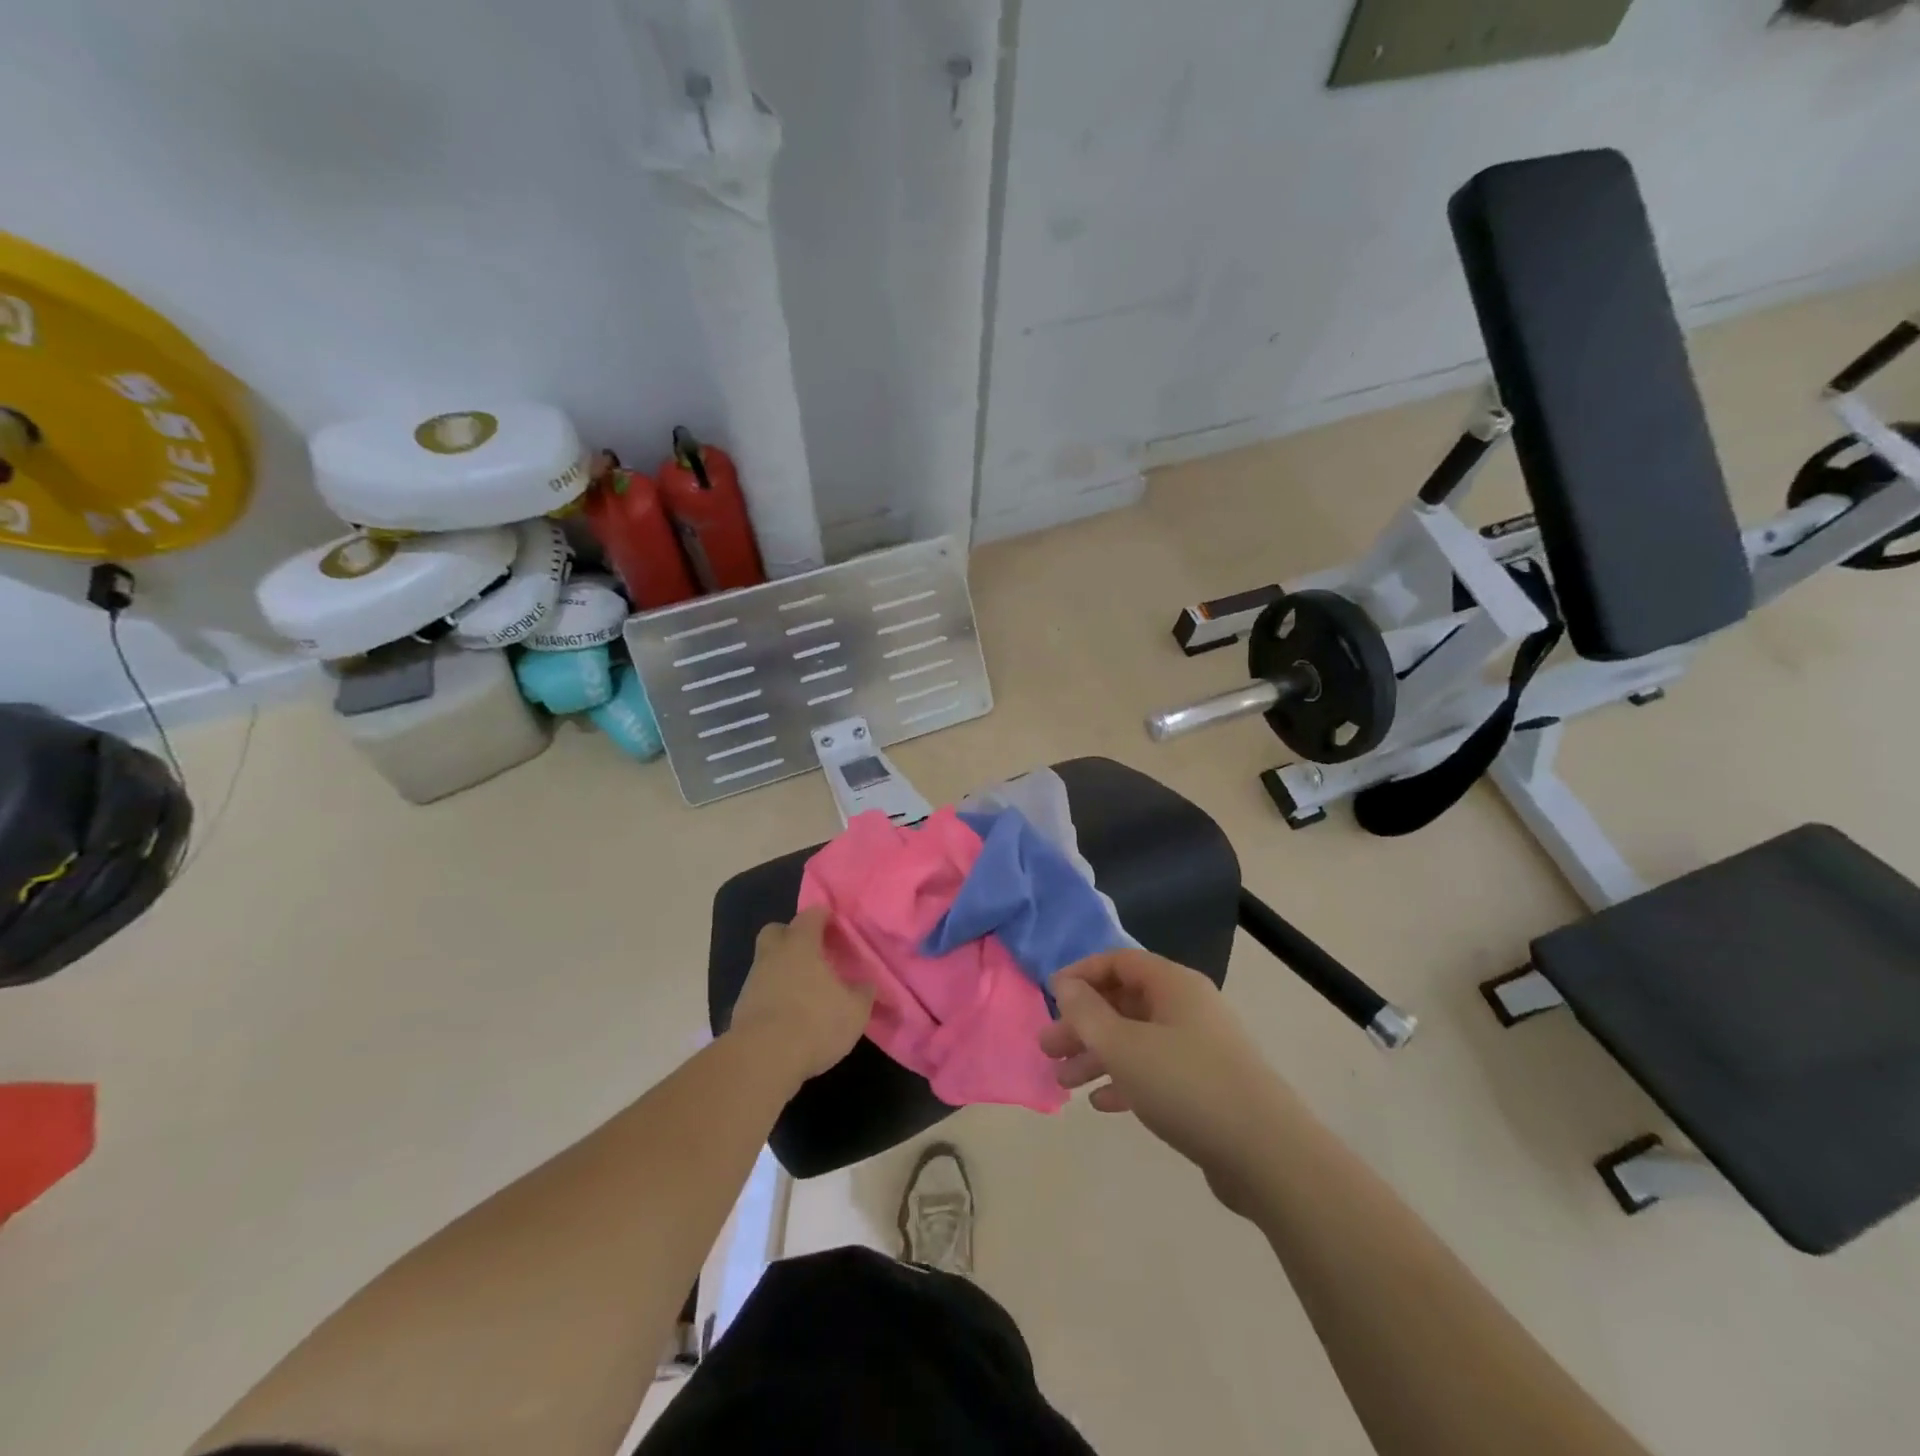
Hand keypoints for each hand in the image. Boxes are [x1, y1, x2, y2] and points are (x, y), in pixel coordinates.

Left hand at [728, 908, 874, 1084]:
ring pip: (767, 962)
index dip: (824, 917)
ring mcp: (753, 980)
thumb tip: (867, 984)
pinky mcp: (741, 1008)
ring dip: (782, 969)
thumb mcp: (854, 1010)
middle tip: (812, 952)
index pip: (811, 915)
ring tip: (804, 990)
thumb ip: (863, 993)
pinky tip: (788, 1014)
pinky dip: (772, 995)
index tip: (836, 926)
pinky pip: (760, 990)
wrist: (762, 1059)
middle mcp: (773, 955)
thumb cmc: (815, 1022)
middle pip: (777, 931)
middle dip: (792, 936)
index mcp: (801, 944)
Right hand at [1040, 949, 1286, 1215]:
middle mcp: (1187, 1007)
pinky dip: (1126, 1080)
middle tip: (1047, 1048)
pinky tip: (1101, 1103)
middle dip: (1083, 1024)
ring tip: (1063, 1082)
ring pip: (1136, 1039)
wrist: (1266, 1154)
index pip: (1119, 962)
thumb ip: (1087, 1013)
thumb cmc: (1186, 1084)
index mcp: (1173, 984)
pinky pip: (1155, 1071)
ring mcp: (1199, 1047)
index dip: (1081, 974)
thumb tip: (1065, 985)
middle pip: (1124, 1002)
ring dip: (1098, 1056)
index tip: (1050, 996)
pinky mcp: (1205, 1086)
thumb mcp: (1124, 1046)